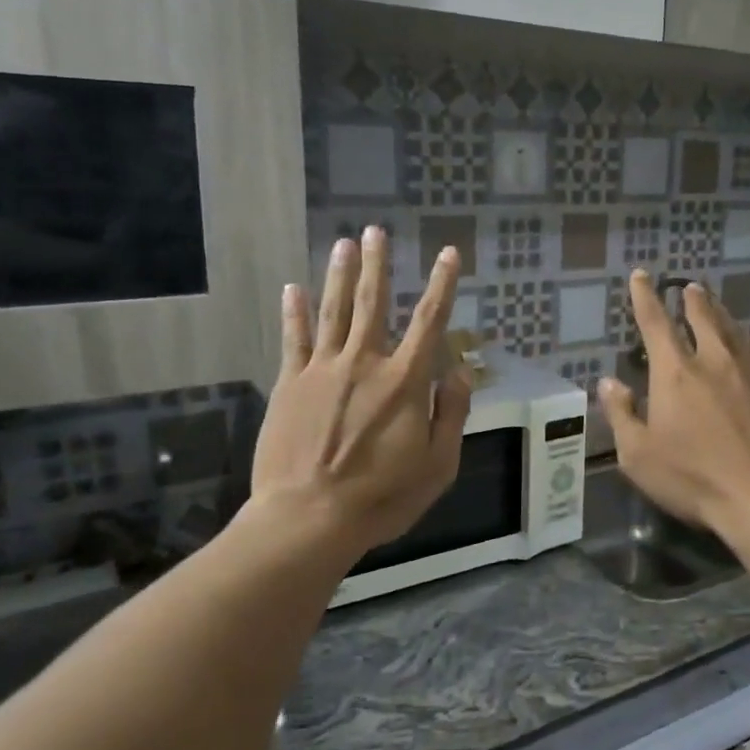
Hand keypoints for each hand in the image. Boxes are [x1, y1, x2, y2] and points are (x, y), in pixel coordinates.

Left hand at [248, 227, 471, 562]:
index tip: (448, 253)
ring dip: (339, 275)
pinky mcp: (290, 384)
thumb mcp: (438, 465)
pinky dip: (295, 312)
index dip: (442, 285)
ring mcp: (322, 370)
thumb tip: (460, 373)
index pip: (430, 322)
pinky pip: (293, 340)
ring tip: (343, 243)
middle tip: (376, 231)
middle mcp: (364, 363)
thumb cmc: (382, 497)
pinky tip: (293, 288)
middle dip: (377, 265)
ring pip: (333, 312)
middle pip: (373, 303)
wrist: (309, 517)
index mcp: (405, 382)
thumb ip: (452, 415)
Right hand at [598, 270, 749, 542]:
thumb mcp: (638, 456)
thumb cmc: (693, 479)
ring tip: (714, 302)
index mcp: (674, 373)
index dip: (645, 296)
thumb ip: (621, 415)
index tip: (642, 275)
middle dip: (691, 298)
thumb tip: (608, 383)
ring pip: (734, 328)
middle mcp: (713, 360)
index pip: (655, 322)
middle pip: (701, 316)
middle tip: (688, 285)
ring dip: (720, 312)